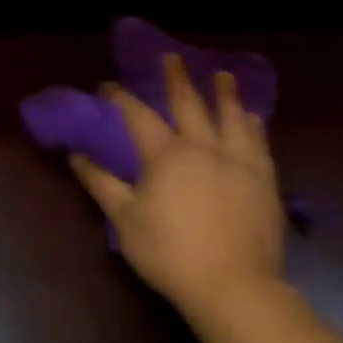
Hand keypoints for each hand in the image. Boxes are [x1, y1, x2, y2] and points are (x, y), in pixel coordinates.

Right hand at [69, 54, 284, 316]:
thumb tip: (77, 155)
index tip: (108, 85)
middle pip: (189, 103)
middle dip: (177, 78)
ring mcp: (239, 160)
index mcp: (167, 155)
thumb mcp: (125, 221)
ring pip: (231, 116)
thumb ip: (101, 184)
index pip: (139, 116)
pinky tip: (254, 118)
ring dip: (225, 93)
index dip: (121, 98)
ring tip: (223, 74)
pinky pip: (259, 142)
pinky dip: (253, 124)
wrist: (232, 284)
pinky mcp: (264, 179)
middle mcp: (204, 147)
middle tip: (172, 57)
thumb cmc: (170, 254)